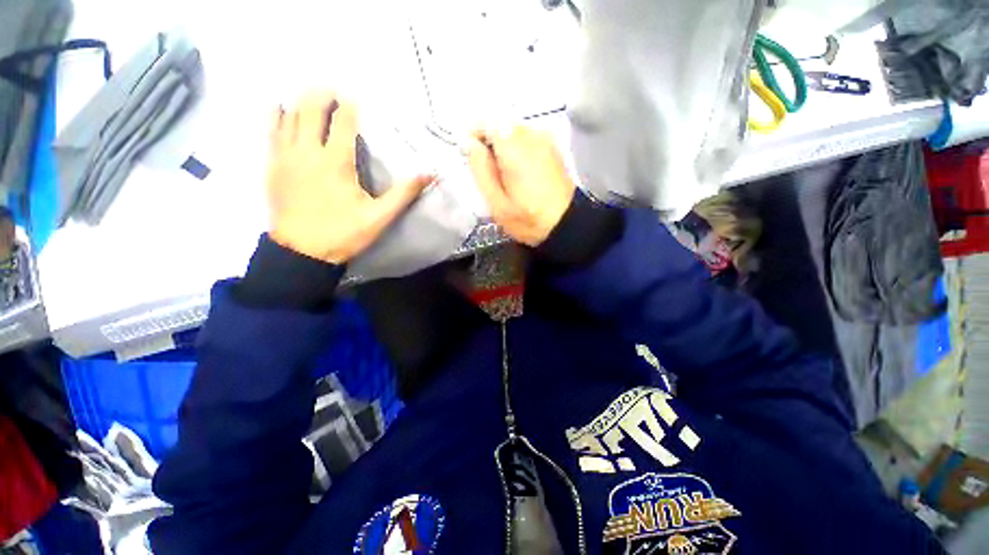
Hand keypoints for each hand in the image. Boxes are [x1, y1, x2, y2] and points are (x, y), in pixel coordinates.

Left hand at [266, 91, 433, 263]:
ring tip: (312, 97)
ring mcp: (286, 156)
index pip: (343, 123)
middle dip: (322, 95)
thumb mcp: (379, 217)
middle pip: (311, 109)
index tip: (355, 100)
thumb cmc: (344, 233)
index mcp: (337, 163)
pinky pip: (271, 130)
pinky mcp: (273, 165)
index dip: (350, 107)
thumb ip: (404, 194)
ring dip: (302, 101)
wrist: (302, 252)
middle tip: (333, 91)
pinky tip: (280, 108)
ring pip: (289, 115)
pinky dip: (277, 115)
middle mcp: (308, 151)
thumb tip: (429, 175)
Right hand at [467, 126, 575, 246]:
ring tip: (505, 175)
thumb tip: (469, 145)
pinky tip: (520, 173)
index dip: (474, 136)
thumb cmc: (529, 219)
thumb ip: (480, 170)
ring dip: (504, 147)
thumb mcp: (497, 203)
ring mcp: (545, 139)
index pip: (486, 122)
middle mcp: (532, 136)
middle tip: (489, 171)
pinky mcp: (553, 147)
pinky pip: (527, 138)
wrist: (565, 224)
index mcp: (514, 149)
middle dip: (490, 143)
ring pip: (514, 131)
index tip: (471, 154)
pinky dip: (518, 150)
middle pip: (501, 124)